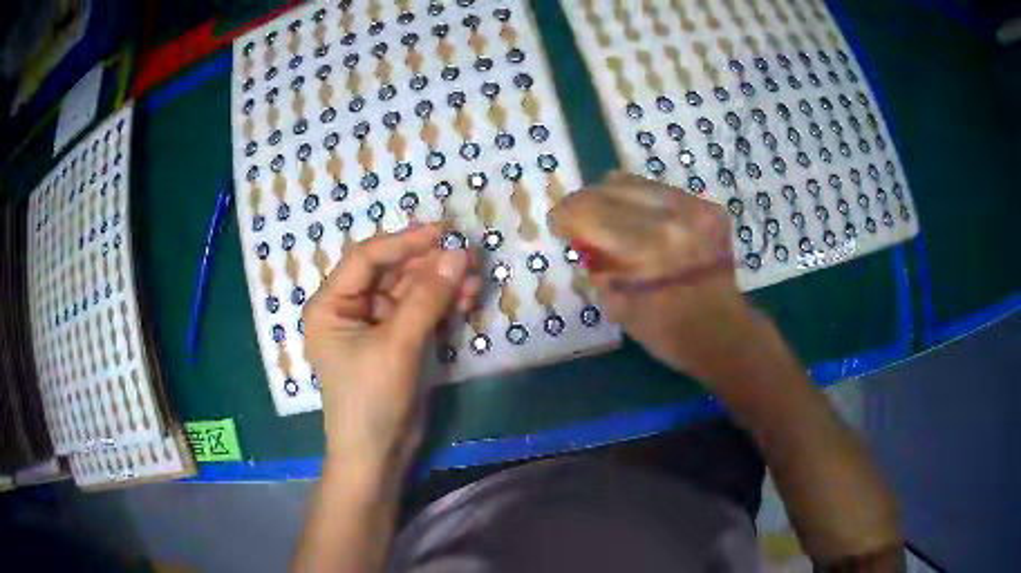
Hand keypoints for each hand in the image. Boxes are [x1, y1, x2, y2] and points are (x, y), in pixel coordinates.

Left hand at [302, 224, 480, 474]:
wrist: (378, 456)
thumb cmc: (371, 400)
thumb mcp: (396, 346)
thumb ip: (426, 298)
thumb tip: (458, 253)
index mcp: (330, 305)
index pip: (366, 259)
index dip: (403, 242)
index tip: (441, 232)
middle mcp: (350, 309)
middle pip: (390, 273)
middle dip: (428, 265)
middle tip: (466, 255)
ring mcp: (375, 326)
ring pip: (410, 292)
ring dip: (440, 284)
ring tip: (474, 277)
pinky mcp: (397, 342)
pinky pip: (420, 313)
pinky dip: (442, 305)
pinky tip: (467, 298)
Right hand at [549, 172, 761, 382]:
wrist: (722, 333)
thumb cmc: (666, 331)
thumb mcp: (617, 304)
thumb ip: (596, 262)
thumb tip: (584, 236)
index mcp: (647, 247)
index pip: (588, 209)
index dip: (564, 215)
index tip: (559, 226)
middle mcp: (673, 216)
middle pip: (609, 187)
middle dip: (585, 203)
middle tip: (580, 223)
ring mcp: (695, 207)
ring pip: (634, 182)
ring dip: (613, 199)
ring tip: (611, 220)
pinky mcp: (708, 207)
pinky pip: (660, 190)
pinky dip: (642, 203)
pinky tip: (642, 223)